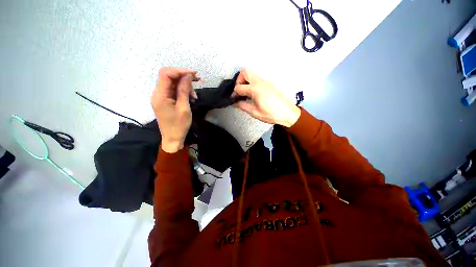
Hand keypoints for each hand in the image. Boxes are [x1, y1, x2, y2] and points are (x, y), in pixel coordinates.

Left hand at [151, 67, 198, 152]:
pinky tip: (191, 98)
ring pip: (173, 84)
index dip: (180, 71)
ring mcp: (161, 97)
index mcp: (160, 95)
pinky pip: (174, 91)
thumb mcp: (184, 108)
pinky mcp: (165, 101)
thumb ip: (184, 90)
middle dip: (184, 77)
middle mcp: (158, 93)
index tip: (193, 73)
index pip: (166, 74)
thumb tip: (187, 76)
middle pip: (169, 77)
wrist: (173, 138)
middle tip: (198, 80)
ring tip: (195, 96)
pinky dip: (183, 92)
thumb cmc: (179, 125)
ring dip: (185, 86)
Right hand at [234, 69, 300, 126]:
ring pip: (252, 73)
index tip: (234, 99)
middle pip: (245, 72)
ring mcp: (266, 81)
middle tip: (239, 91)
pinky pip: (257, 78)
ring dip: (245, 80)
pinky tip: (253, 93)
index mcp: (255, 89)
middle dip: (239, 80)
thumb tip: (236, 103)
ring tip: (246, 92)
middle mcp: (260, 82)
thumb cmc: (271, 114)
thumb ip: (243, 106)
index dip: (234, 93)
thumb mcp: (255, 112)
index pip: (239, 87)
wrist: (287, 113)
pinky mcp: (269, 83)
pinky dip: (252, 82)